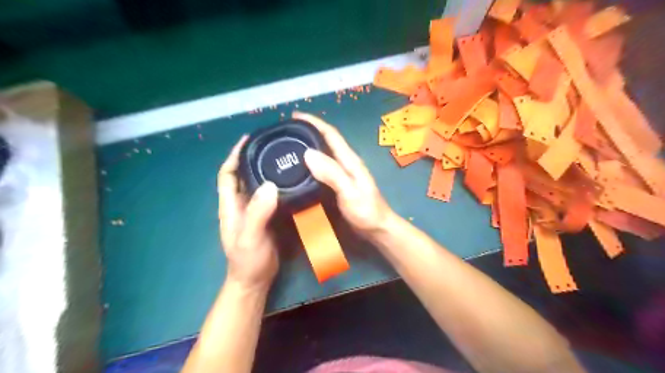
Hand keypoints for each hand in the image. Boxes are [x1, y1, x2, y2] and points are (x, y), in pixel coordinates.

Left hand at [220, 136, 277, 292]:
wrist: (255, 279)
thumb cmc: (248, 261)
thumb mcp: (250, 238)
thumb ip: (258, 213)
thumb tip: (270, 186)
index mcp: (230, 206)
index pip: (227, 175)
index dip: (234, 156)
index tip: (248, 140)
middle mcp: (240, 204)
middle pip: (242, 175)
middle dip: (252, 158)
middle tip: (272, 145)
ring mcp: (253, 210)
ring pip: (256, 184)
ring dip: (265, 169)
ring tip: (283, 157)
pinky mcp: (266, 216)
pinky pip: (270, 195)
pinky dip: (277, 184)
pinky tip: (290, 180)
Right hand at [294, 113, 393, 237]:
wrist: (377, 229)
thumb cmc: (366, 211)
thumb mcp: (350, 192)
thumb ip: (332, 173)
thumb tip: (308, 153)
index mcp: (349, 160)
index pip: (330, 134)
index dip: (314, 122)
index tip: (294, 116)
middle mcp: (345, 163)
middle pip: (325, 141)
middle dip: (307, 131)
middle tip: (286, 132)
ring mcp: (342, 174)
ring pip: (322, 154)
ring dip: (307, 146)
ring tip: (288, 147)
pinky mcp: (337, 185)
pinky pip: (321, 168)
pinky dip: (309, 164)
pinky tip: (299, 169)